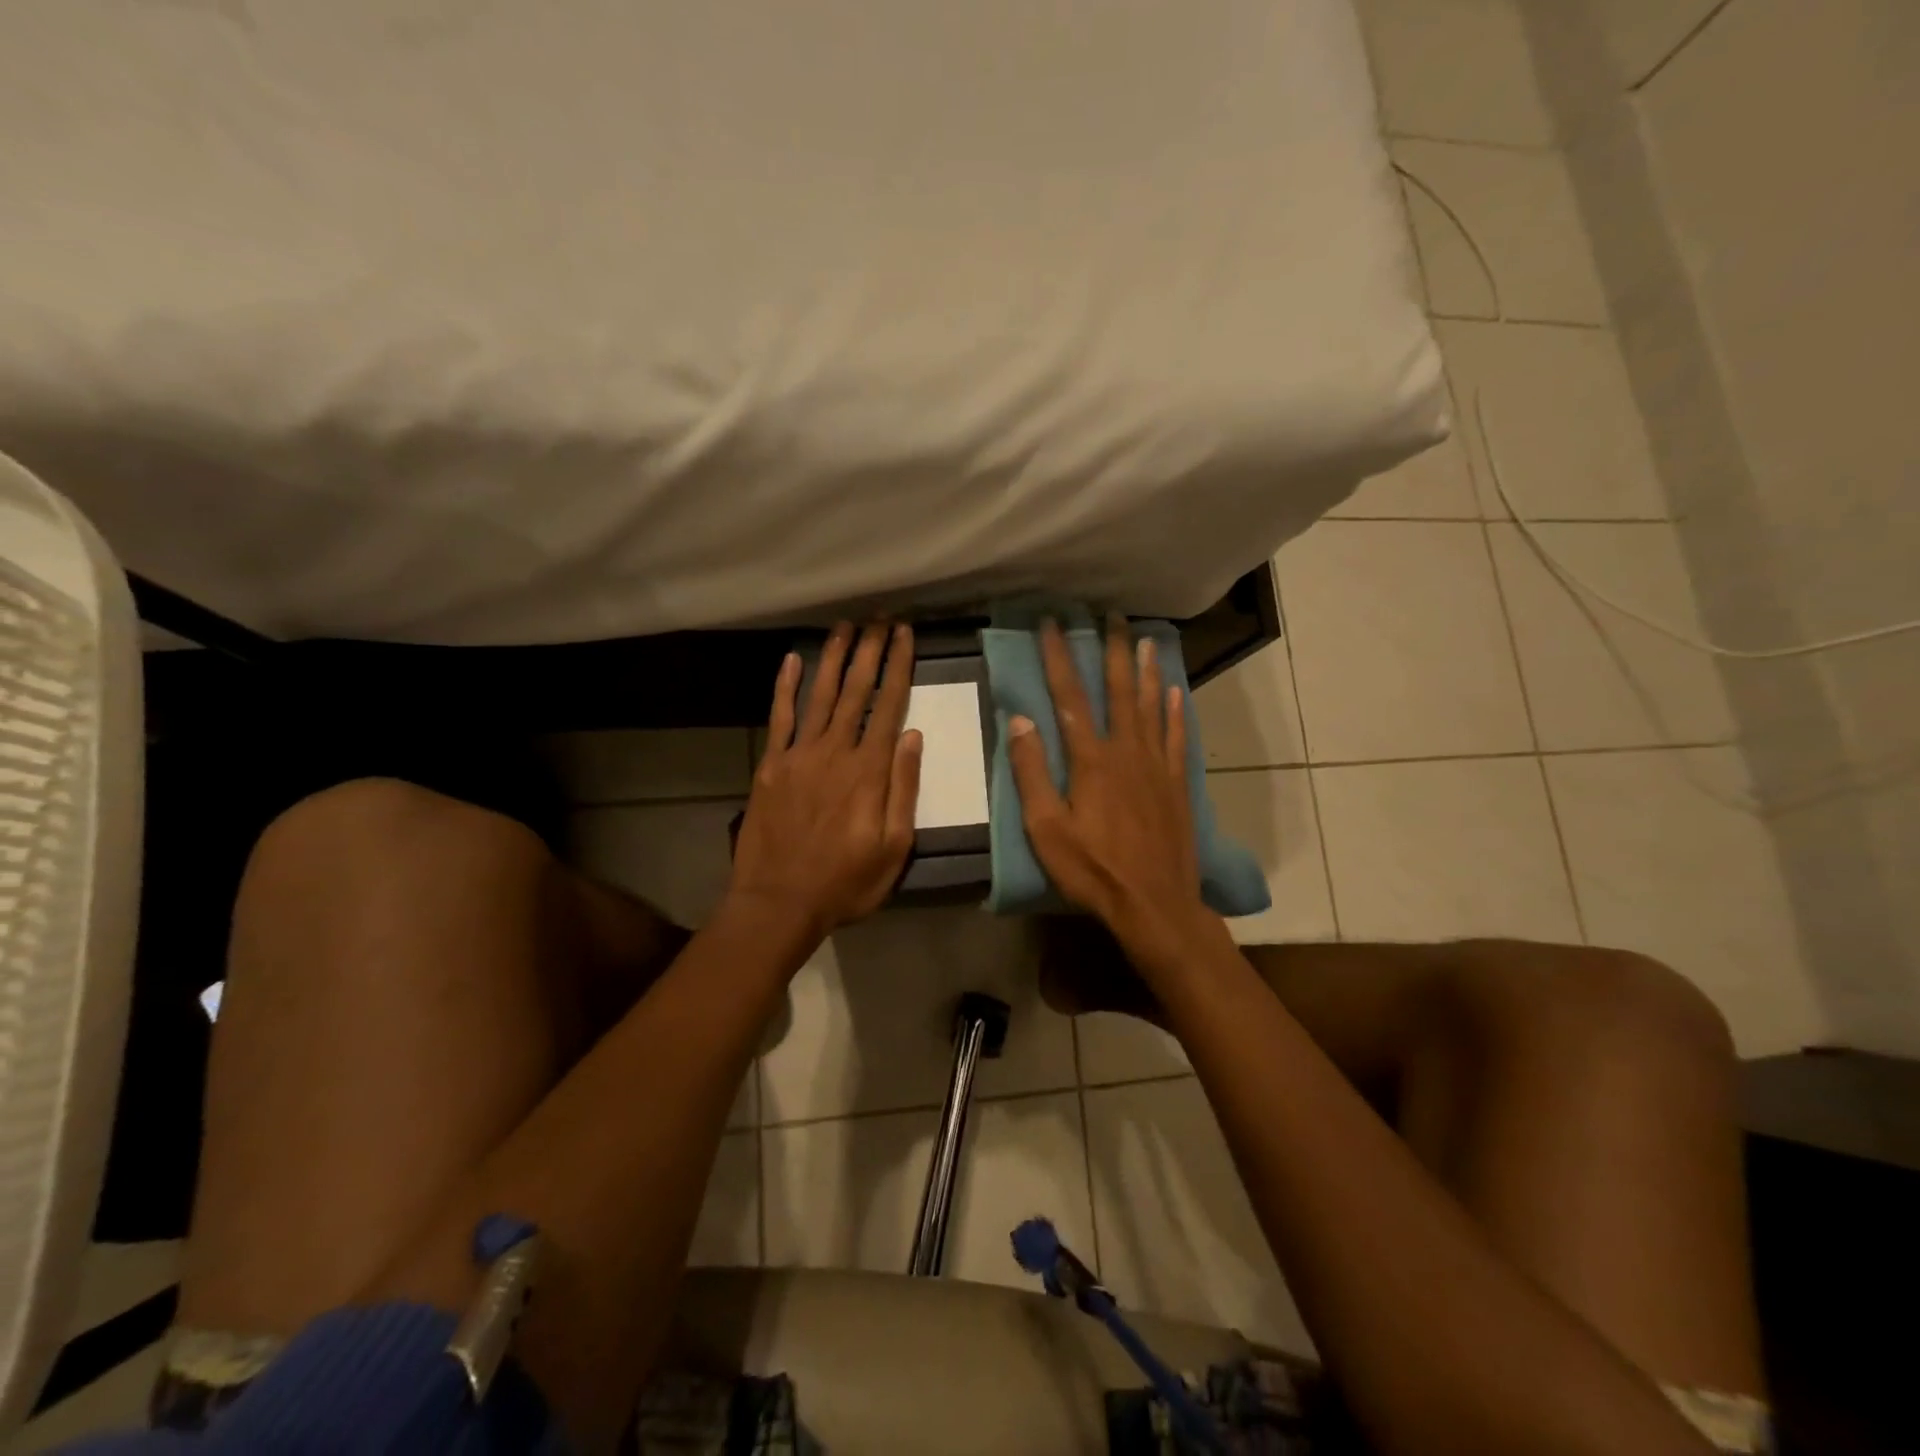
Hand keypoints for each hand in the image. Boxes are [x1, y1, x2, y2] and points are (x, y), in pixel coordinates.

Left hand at [727, 622, 923, 939]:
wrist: (779, 902)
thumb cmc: (846, 882)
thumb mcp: (894, 847)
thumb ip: (904, 789)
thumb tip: (913, 736)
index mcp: (869, 771)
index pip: (889, 705)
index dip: (898, 666)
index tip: (905, 634)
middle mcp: (835, 751)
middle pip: (856, 690)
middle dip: (870, 650)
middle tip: (880, 617)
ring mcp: (799, 755)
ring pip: (820, 694)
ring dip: (834, 657)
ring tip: (845, 625)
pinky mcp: (771, 765)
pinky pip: (780, 717)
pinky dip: (786, 686)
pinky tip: (792, 659)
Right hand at [1006, 617, 1218, 978]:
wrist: (1155, 904)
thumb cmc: (1093, 870)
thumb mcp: (1046, 829)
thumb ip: (1031, 773)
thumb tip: (1020, 720)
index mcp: (1091, 760)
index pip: (1069, 698)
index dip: (1059, 658)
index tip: (1051, 624)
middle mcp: (1127, 751)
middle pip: (1118, 690)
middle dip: (1113, 649)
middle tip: (1112, 614)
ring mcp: (1157, 766)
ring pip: (1151, 706)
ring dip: (1146, 670)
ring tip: (1146, 639)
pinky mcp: (1177, 784)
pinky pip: (1177, 737)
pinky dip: (1174, 711)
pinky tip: (1174, 692)